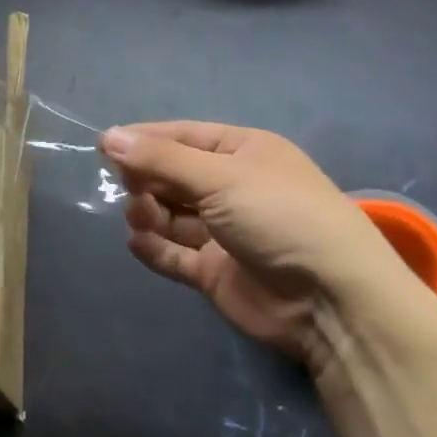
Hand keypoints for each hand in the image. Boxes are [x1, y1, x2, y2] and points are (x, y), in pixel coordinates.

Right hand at [101, 122, 436, 380]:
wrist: (331, 301)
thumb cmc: (279, 217)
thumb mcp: (220, 176)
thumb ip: (160, 159)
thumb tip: (108, 136)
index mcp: (243, 152)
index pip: (183, 137)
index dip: (144, 140)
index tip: (104, 146)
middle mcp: (233, 187)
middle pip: (174, 175)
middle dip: (146, 178)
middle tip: (129, 188)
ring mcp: (224, 232)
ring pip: (170, 215)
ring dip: (149, 212)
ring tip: (140, 217)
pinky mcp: (216, 272)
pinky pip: (174, 253)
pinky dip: (154, 247)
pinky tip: (138, 242)